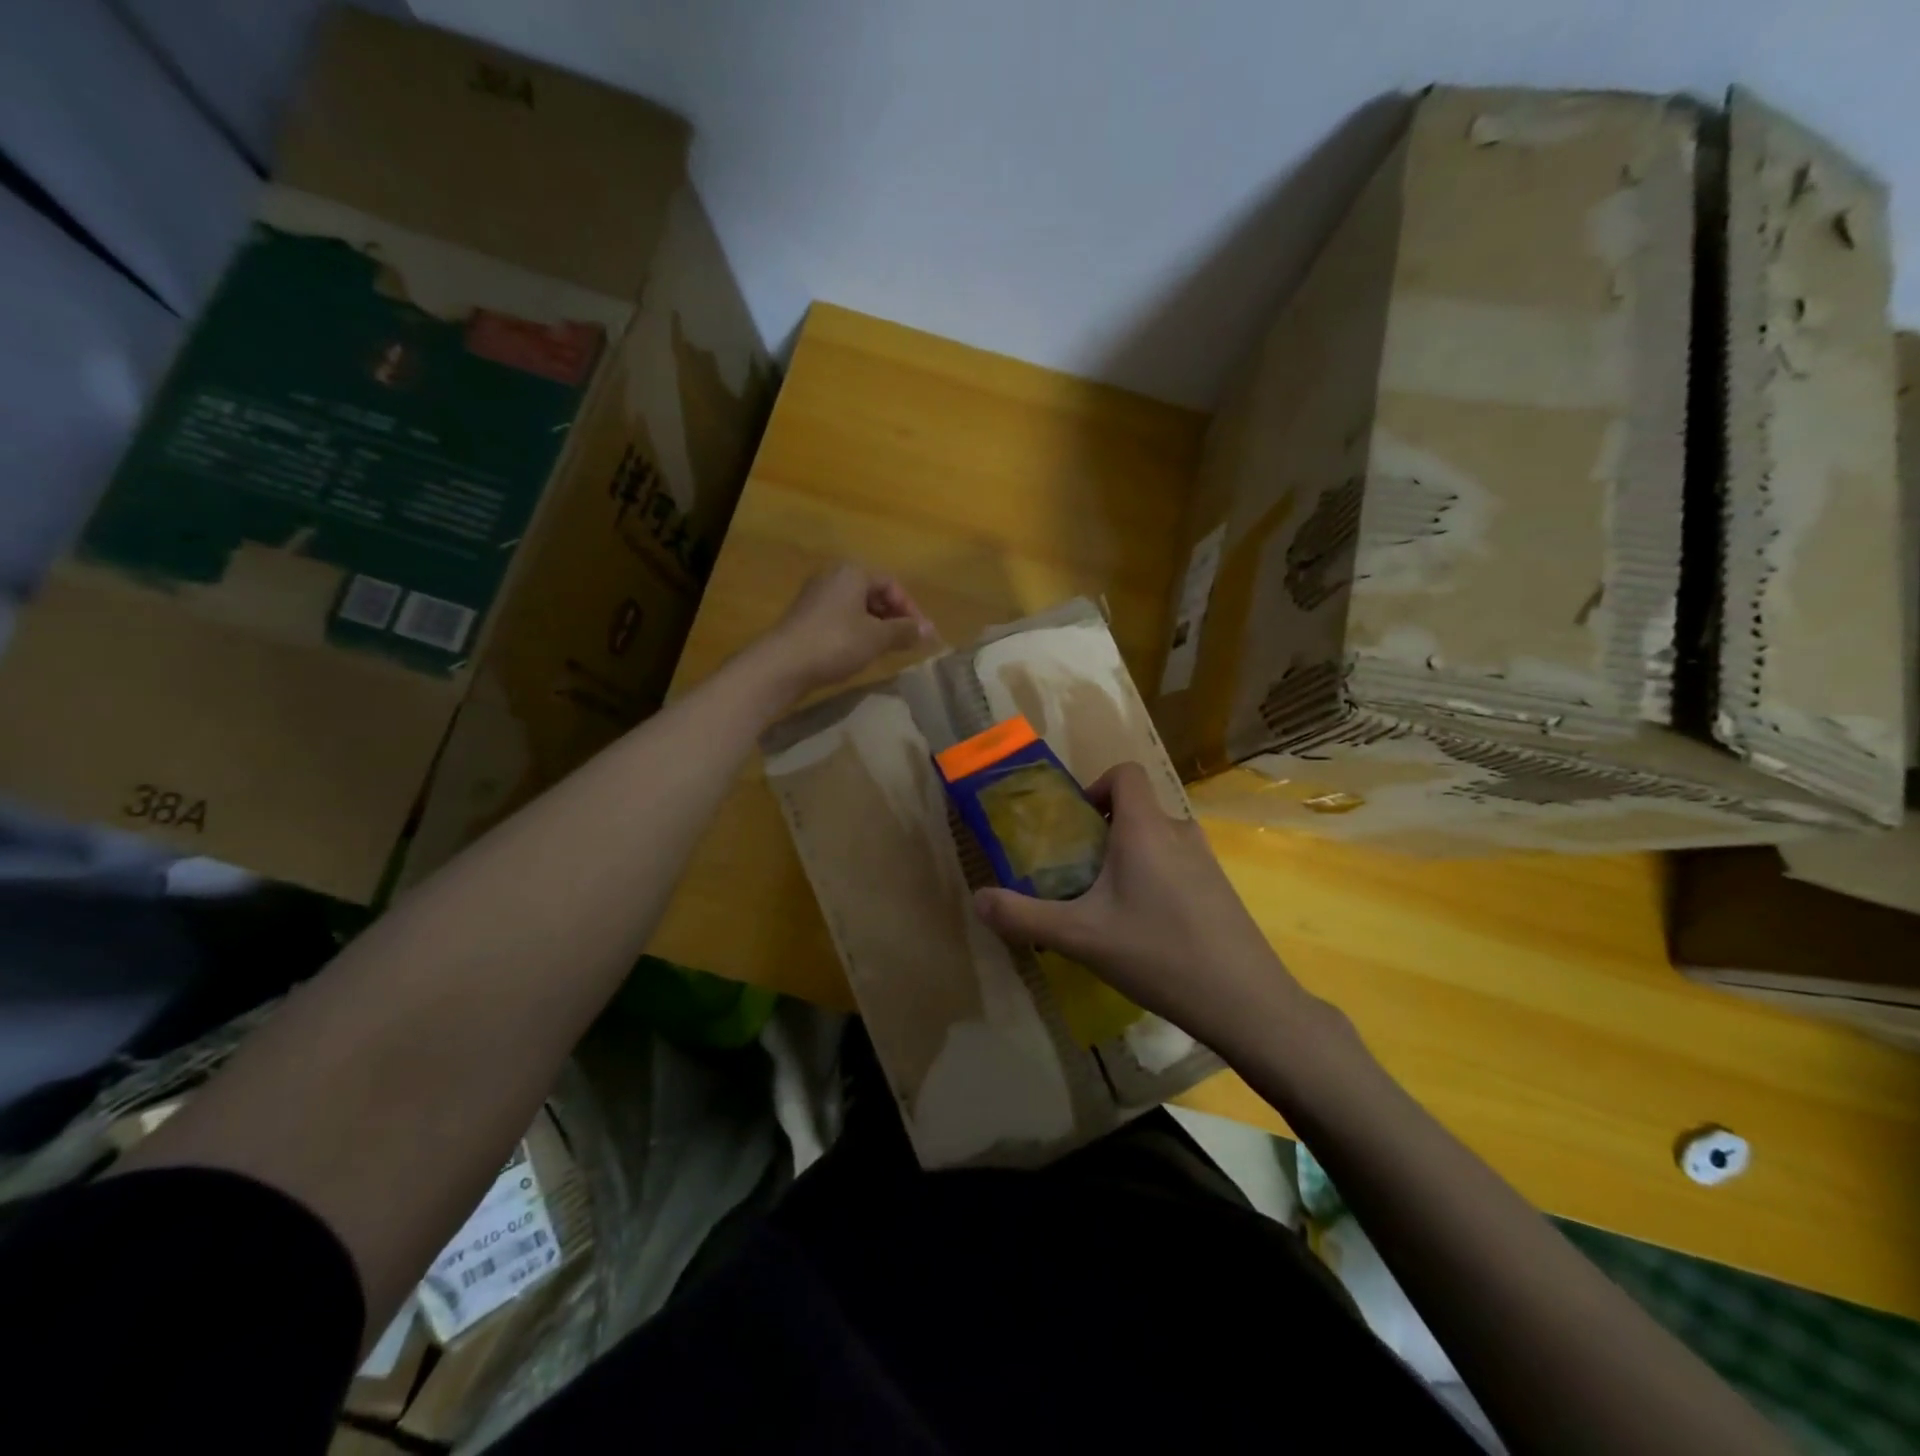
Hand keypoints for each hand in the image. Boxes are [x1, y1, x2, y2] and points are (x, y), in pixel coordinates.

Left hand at [755, 563, 933, 697]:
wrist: (782, 664)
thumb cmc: (836, 642)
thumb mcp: (877, 637)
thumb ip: (905, 631)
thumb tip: (930, 630)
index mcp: (852, 572)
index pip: (891, 584)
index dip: (910, 608)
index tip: (920, 634)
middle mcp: (833, 576)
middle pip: (873, 593)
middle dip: (893, 617)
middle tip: (906, 642)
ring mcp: (816, 597)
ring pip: (856, 607)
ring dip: (876, 626)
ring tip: (887, 650)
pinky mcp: (805, 617)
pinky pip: (840, 619)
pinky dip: (856, 632)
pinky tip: (860, 652)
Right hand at [972, 762, 1319, 1047]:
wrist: (1246, 1002)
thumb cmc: (1158, 954)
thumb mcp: (1080, 938)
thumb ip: (1023, 916)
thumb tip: (977, 899)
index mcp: (1146, 828)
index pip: (1124, 774)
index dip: (1095, 788)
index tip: (1075, 828)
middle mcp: (1179, 832)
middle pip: (1136, 810)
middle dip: (1102, 834)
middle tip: (1078, 877)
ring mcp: (1206, 861)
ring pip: (1156, 840)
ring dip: (1127, 860)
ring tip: (1107, 908)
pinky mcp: (1220, 889)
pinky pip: (1176, 866)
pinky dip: (1154, 880)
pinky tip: (1145, 931)